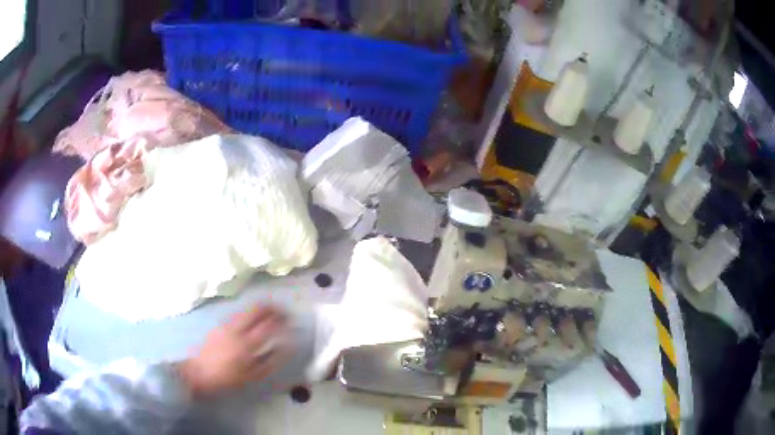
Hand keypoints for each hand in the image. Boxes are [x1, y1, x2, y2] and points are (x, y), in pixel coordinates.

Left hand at [177, 306, 290, 396]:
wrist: (199, 372)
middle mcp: (237, 329)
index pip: (269, 326)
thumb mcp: (253, 375)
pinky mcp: (220, 323)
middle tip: (284, 311)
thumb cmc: (228, 378)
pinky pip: (239, 313)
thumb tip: (287, 347)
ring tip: (272, 312)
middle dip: (273, 307)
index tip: (292, 321)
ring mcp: (227, 323)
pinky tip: (254, 319)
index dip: (283, 321)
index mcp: (247, 344)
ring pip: (248, 308)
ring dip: (262, 307)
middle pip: (258, 309)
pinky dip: (250, 313)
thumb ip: (271, 360)